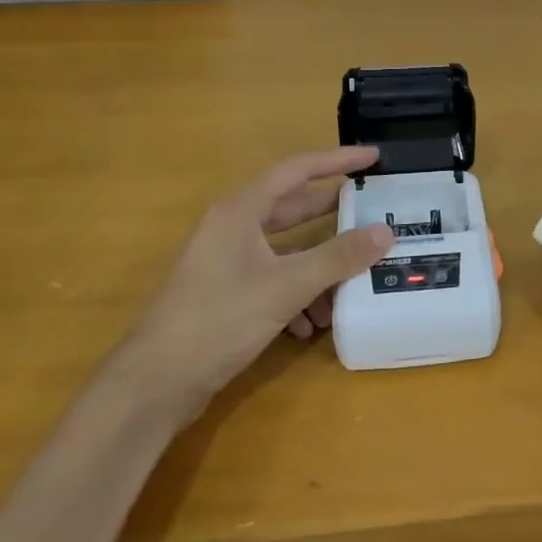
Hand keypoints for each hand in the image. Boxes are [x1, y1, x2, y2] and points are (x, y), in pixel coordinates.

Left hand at [121, 147, 394, 422]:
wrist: (155, 384)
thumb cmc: (219, 319)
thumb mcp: (287, 286)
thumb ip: (338, 257)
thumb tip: (386, 231)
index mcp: (241, 209)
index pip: (298, 170)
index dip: (338, 160)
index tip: (373, 157)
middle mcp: (233, 227)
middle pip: (294, 209)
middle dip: (333, 215)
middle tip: (374, 212)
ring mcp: (227, 261)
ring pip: (286, 251)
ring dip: (319, 266)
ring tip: (351, 283)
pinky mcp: (225, 293)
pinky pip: (273, 279)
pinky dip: (298, 294)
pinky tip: (312, 324)